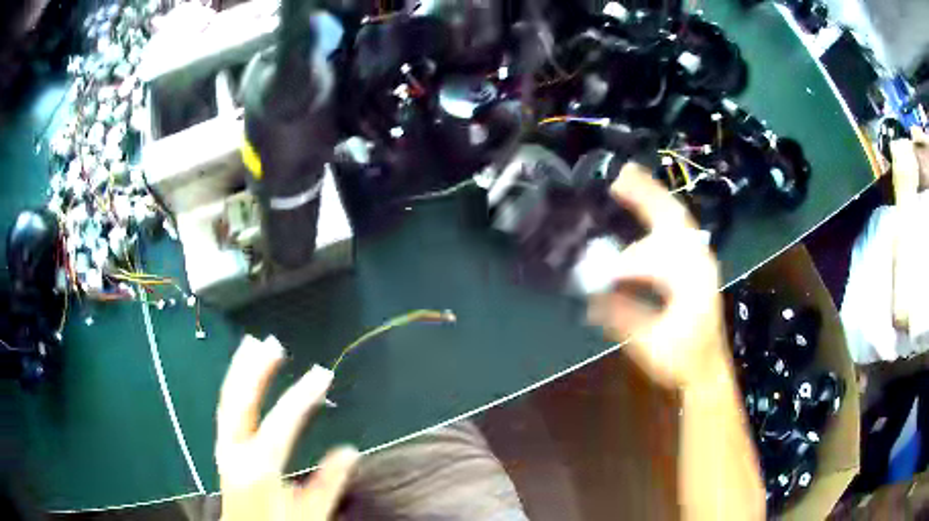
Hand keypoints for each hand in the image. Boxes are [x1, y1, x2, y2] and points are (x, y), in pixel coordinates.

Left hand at [216, 335, 359, 520]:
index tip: (323, 373)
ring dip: (240, 371)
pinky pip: (227, 410)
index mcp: (259, 468)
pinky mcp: (224, 449)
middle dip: (255, 369)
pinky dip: (234, 387)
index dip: (302, 396)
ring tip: (252, 345)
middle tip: (272, 343)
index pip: (281, 423)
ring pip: (228, 401)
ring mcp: (225, 447)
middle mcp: (235, 451)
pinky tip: (242, 378)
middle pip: (239, 401)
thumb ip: (329, 483)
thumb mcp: (311, 513)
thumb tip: (350, 450)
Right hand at [587, 163, 729, 389]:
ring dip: (654, 197)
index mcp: (691, 282)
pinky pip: (678, 228)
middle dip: (646, 194)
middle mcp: (699, 262)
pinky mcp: (696, 264)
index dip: (627, 261)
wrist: (707, 368)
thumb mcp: (650, 345)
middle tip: (620, 174)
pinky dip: (661, 213)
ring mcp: (700, 260)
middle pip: (673, 217)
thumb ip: (622, 317)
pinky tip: (648, 208)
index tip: (603, 270)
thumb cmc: (682, 359)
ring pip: (677, 218)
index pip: (656, 258)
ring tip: (629, 179)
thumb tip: (590, 296)